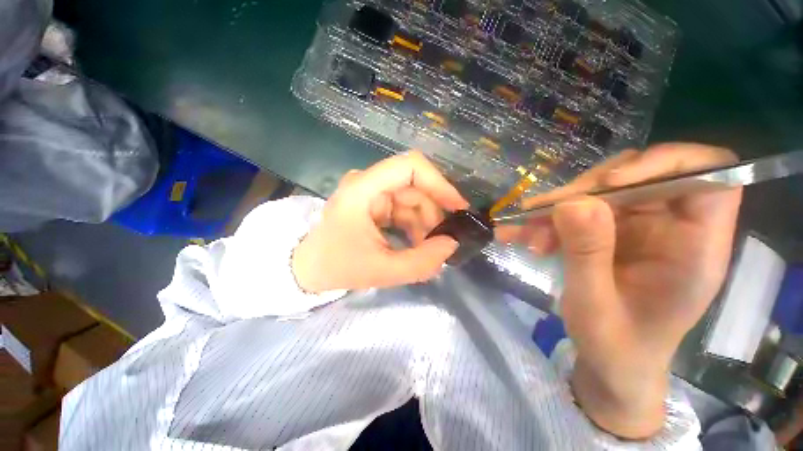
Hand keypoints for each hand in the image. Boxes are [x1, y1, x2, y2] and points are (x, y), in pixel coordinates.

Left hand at [292, 151, 468, 292]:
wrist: (308, 269)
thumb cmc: (337, 267)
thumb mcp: (381, 270)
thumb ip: (421, 262)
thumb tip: (452, 245)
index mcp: (363, 189)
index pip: (409, 166)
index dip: (439, 183)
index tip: (457, 207)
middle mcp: (367, 183)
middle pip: (414, 186)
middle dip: (433, 213)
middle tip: (442, 240)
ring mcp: (371, 192)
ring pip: (412, 198)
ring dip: (425, 223)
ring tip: (427, 249)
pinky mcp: (374, 204)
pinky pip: (404, 208)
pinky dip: (415, 225)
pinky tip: (417, 244)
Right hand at [502, 144, 741, 437]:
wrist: (610, 361)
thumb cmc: (615, 346)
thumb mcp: (595, 306)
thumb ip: (587, 253)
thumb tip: (572, 202)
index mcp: (694, 248)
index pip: (708, 174)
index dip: (664, 164)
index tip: (608, 184)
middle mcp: (671, 228)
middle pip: (637, 177)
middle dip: (583, 192)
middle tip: (540, 213)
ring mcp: (639, 228)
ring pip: (599, 193)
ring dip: (555, 210)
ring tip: (523, 233)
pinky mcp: (611, 232)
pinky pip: (577, 212)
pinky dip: (546, 221)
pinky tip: (521, 235)